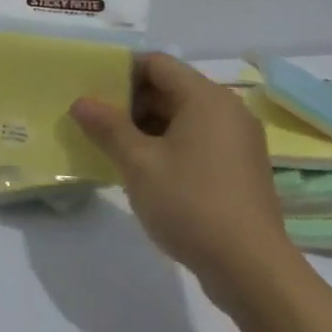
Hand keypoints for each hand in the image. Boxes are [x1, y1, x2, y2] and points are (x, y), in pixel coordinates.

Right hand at [70, 54, 302, 309]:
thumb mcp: (138, 163)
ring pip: (182, 116)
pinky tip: (142, 168)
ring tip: (110, 144)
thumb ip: (107, 127)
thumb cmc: (190, 203)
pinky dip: (167, 144)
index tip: (90, 87)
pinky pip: (196, 140)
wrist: (250, 268)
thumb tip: (81, 102)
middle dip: (130, 100)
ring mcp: (237, 141)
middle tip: (93, 118)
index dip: (121, 70)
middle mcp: (227, 111)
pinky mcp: (239, 168)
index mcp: (206, 98)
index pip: (157, 64)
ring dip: (145, 125)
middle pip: (170, 88)